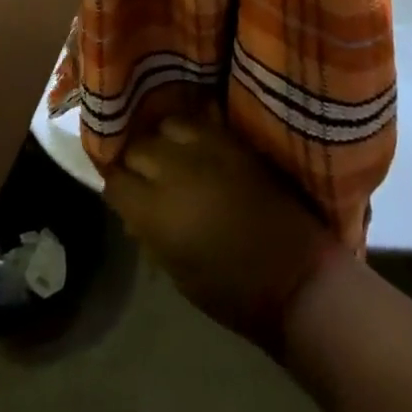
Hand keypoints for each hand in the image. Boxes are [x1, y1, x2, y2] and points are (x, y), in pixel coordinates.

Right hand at [104, 110, 344, 356]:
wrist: (296, 277)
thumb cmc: (233, 291)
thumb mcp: (177, 273)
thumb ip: (150, 234)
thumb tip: (134, 214)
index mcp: (156, 210)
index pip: (115, 181)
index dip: (116, 187)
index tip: (122, 195)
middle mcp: (176, 169)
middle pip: (138, 146)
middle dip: (135, 160)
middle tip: (144, 175)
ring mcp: (209, 148)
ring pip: (168, 123)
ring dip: (164, 140)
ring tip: (171, 155)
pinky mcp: (237, 141)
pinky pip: (203, 120)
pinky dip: (193, 130)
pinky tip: (195, 144)